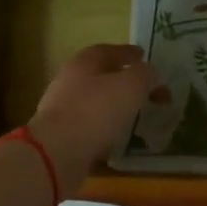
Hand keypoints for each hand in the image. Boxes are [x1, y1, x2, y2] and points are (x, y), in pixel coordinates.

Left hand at [27, 43, 160, 189]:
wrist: (56, 154)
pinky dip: (107, 135)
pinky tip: (122, 144)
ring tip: (138, 118)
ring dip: (116, 110)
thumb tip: (149, 72)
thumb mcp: (131, 86)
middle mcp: (69, 84)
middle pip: (100, 78)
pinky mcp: (62, 140)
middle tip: (147, 91)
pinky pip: (91, 132)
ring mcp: (62, 114)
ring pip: (95, 106)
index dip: (127, 52)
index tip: (144, 56)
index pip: (107, 51)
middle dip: (124, 83)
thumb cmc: (95, 111)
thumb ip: (144, 74)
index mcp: (83, 64)